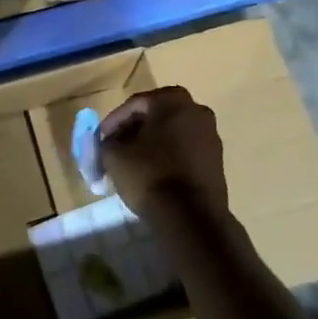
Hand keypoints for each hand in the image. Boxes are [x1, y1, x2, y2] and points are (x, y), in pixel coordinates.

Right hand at [100, 87, 227, 220]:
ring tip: (131, 163)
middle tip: (115, 148)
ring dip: (150, 144)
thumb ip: (107, 142)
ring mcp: (211, 136)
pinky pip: (184, 151)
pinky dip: (167, 157)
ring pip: (171, 134)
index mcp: (173, 100)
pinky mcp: (216, 161)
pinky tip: (152, 174)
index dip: (113, 122)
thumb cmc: (150, 175)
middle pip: (155, 117)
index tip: (100, 139)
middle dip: (133, 132)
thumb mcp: (114, 155)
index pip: (135, 104)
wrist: (191, 218)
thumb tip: (111, 143)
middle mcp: (197, 111)